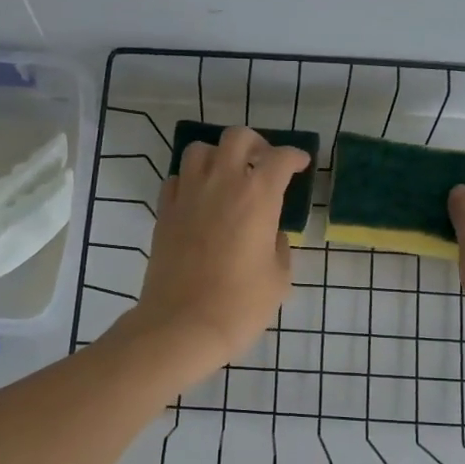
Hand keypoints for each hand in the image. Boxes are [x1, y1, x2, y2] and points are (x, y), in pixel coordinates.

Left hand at [124, 127, 312, 379]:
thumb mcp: (278, 278)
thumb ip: (278, 246)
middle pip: (237, 138)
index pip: (280, 159)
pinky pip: (176, 179)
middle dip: (256, 144)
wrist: (182, 325)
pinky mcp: (165, 212)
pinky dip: (190, 180)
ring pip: (199, 150)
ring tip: (227, 176)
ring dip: (218, 156)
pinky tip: (200, 199)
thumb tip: (270, 233)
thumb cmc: (240, 305)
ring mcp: (188, 195)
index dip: (294, 156)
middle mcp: (221, 184)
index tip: (300, 164)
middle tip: (263, 162)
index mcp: (258, 196)